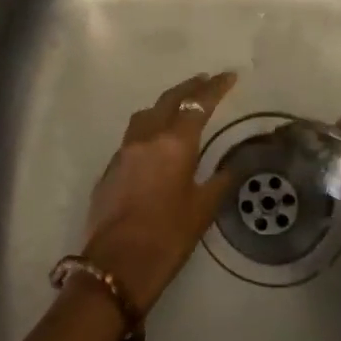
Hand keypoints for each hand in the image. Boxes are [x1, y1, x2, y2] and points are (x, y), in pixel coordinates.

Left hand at [79, 72, 237, 314]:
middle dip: (189, 88)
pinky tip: (156, 144)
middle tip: (205, 81)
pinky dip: (148, 129)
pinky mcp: (110, 168)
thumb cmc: (168, 237)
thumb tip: (230, 167)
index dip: (215, 88)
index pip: (197, 105)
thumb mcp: (203, 210)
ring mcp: (124, 151)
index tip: (229, 76)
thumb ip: (218, 181)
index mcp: (174, 144)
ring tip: (179, 106)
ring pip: (146, 114)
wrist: (116, 264)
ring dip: (165, 105)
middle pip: (169, 100)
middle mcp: (146, 138)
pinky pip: (133, 137)